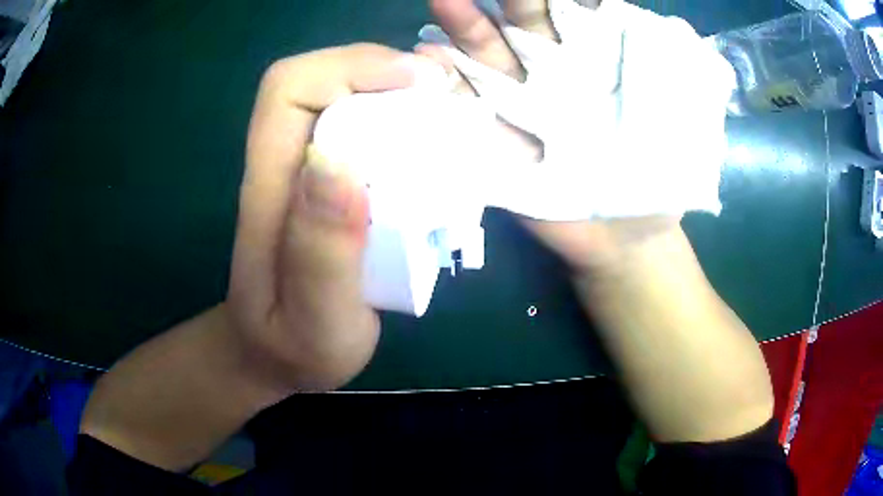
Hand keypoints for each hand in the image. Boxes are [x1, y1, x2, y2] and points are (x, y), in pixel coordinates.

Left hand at [227, 44, 442, 390]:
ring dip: (404, 93)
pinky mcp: (335, 183)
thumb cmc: (296, 346)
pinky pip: (370, 129)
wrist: (280, 354)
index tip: (416, 84)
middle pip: (326, 79)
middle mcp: (288, 163)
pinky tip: (441, 146)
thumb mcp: (315, 321)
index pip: (289, 88)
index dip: (349, 67)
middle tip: (446, 97)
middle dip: (387, 72)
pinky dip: (409, 122)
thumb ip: (322, 253)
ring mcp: (311, 170)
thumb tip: (340, 165)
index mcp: (269, 186)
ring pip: (352, 98)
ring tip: (452, 116)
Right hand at [421, 0, 677, 274]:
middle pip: (525, 23)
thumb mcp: (679, 130)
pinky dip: (443, 84)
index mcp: (599, 64)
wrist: (621, 242)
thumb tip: (648, 25)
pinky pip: (463, 106)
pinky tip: (426, 61)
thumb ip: (669, 81)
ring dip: (466, 28)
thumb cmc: (659, 186)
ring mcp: (519, 102)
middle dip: (511, 0)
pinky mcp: (493, 138)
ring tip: (444, 1)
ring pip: (487, 54)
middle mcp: (554, 72)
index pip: (576, 11)